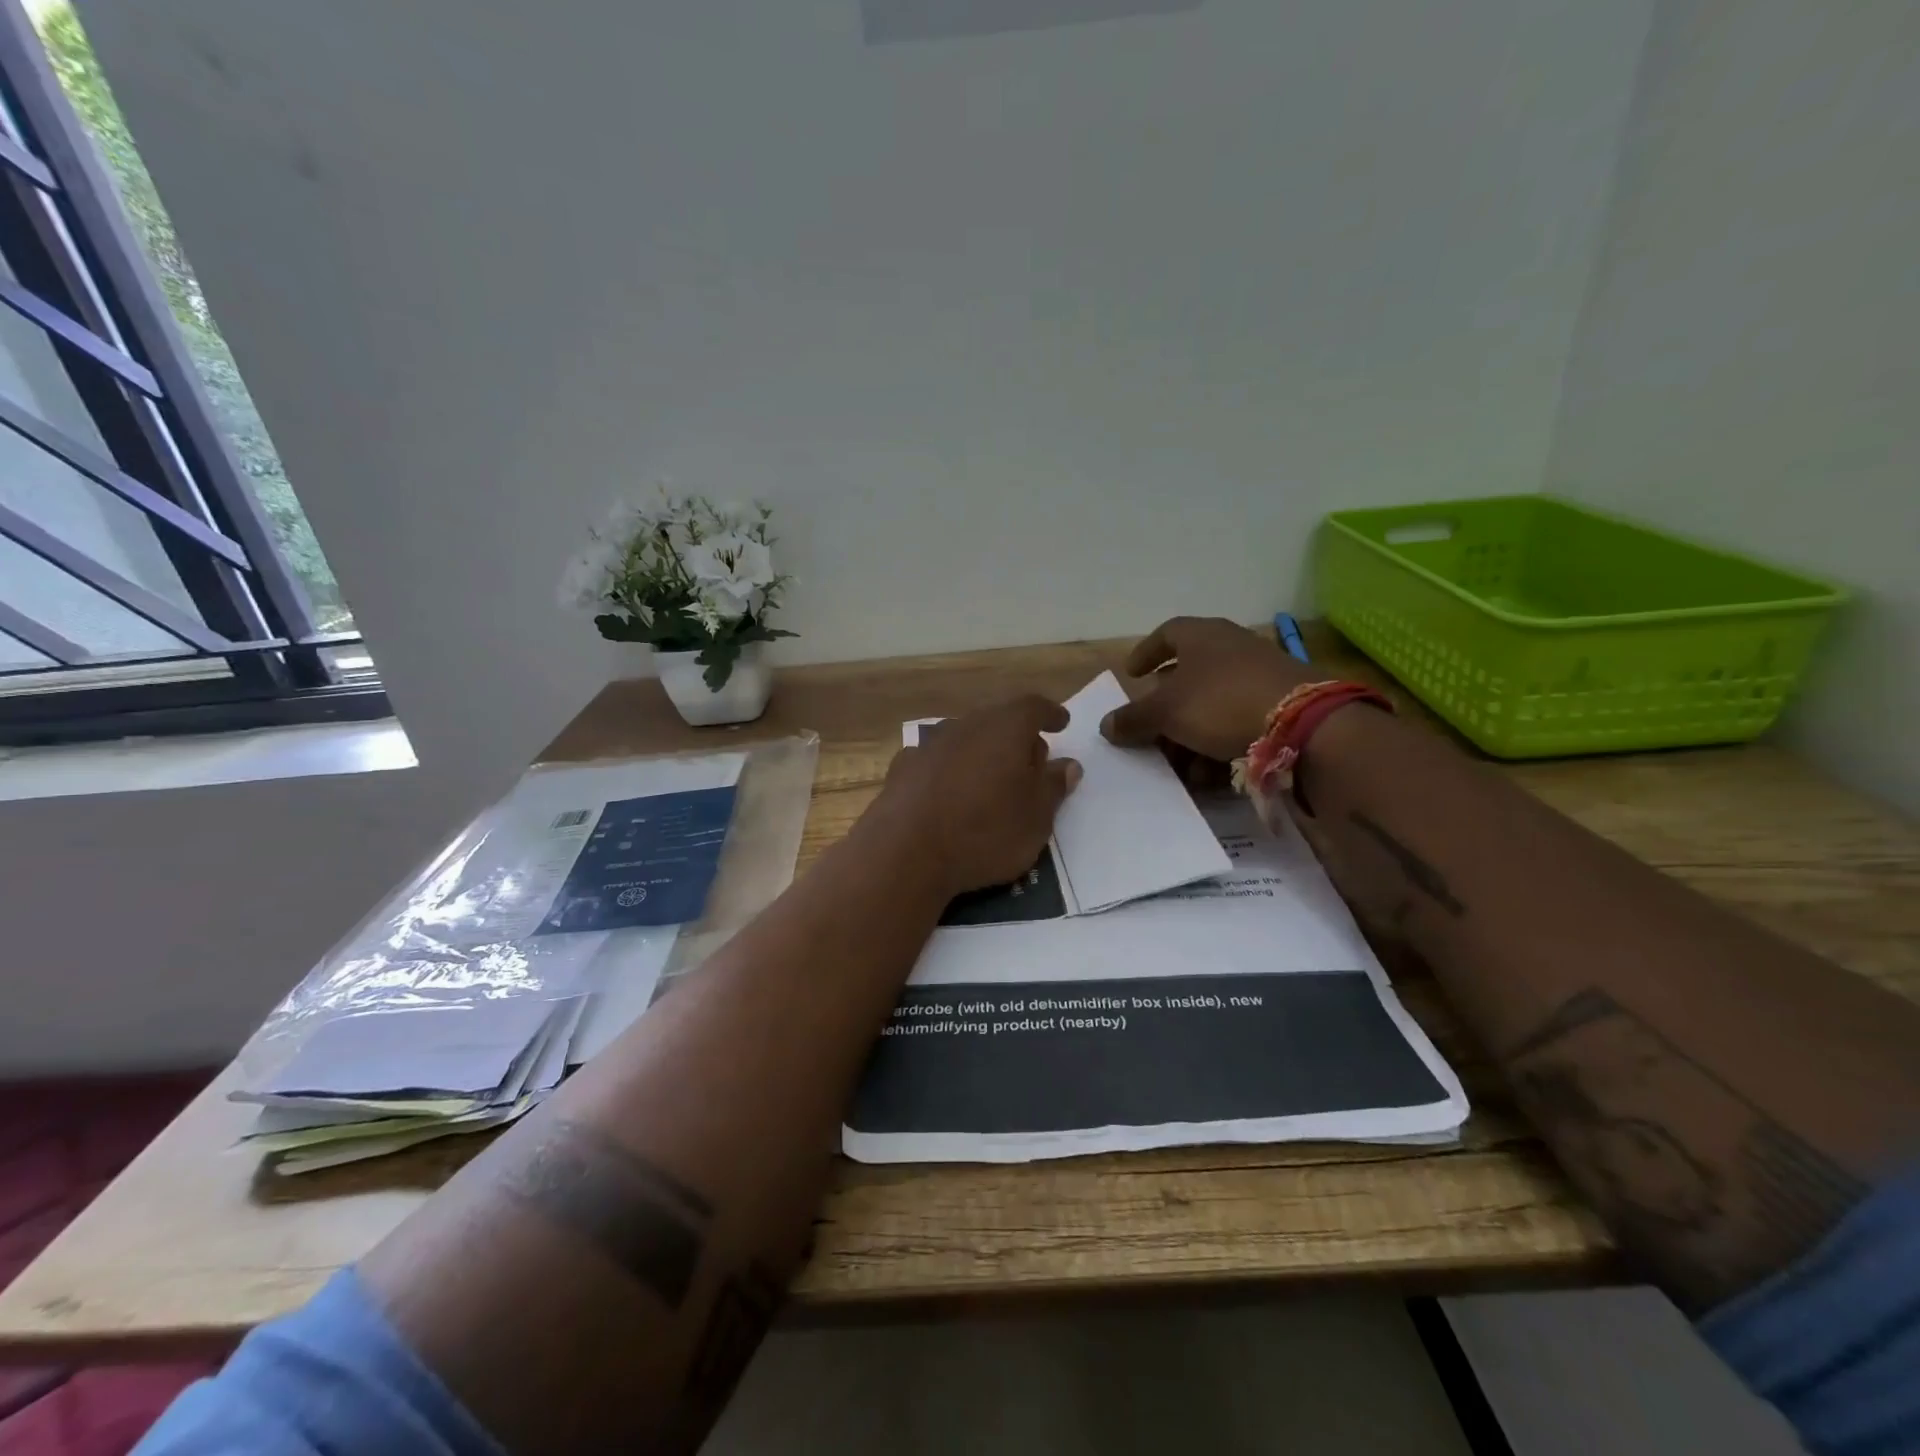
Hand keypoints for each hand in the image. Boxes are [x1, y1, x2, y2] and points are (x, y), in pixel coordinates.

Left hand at [876, 696, 1082, 895]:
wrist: (904, 853)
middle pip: (998, 720)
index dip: (1050, 714)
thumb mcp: (1036, 818)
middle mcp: (966, 725)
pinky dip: (952, 770)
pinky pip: (938, 761)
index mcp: (1004, 728)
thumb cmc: (984, 832)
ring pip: (966, 739)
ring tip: (992, 781)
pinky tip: (951, 793)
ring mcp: (929, 745)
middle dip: (1017, 737)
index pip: (1033, 707)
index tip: (1061, 723)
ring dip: (983, 753)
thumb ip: (1053, 786)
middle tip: (1032, 763)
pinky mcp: (903, 768)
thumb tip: (1068, 765)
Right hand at [1101, 617, 1313, 762]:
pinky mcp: (1281, 701)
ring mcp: (1259, 673)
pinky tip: (1212, 771)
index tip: (1132, 674)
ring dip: (1191, 734)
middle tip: (1151, 733)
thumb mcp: (1165, 712)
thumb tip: (1106, 725)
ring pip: (1212, 703)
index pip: (1166, 634)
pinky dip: (1219, 742)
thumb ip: (1133, 718)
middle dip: (1166, 710)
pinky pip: (1238, 719)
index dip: (1145, 653)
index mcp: (1201, 636)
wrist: (1301, 723)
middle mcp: (1231, 647)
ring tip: (1182, 765)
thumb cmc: (1220, 703)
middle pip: (1188, 675)